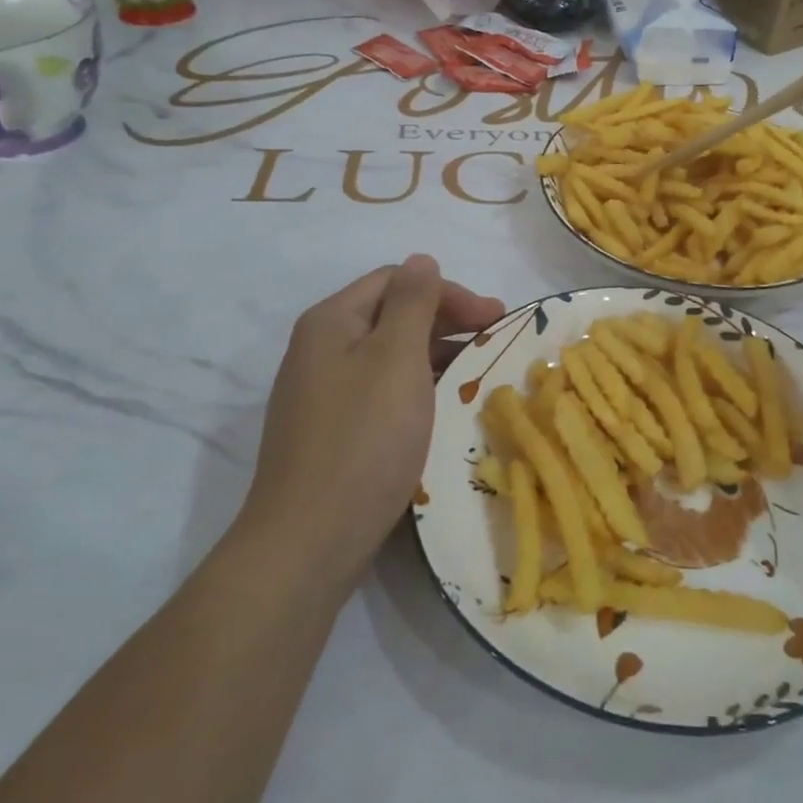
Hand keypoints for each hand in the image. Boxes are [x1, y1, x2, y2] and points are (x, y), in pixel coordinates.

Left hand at [240, 256, 504, 588]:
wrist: (307, 543)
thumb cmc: (363, 439)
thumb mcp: (396, 358)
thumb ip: (413, 303)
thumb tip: (421, 260)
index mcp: (331, 321)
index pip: (397, 281)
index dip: (448, 292)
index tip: (494, 317)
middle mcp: (319, 349)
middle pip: (390, 316)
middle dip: (445, 322)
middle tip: (493, 340)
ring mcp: (321, 394)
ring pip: (387, 357)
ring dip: (434, 356)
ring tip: (475, 375)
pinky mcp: (329, 432)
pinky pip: (380, 392)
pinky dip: (415, 390)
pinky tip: (440, 409)